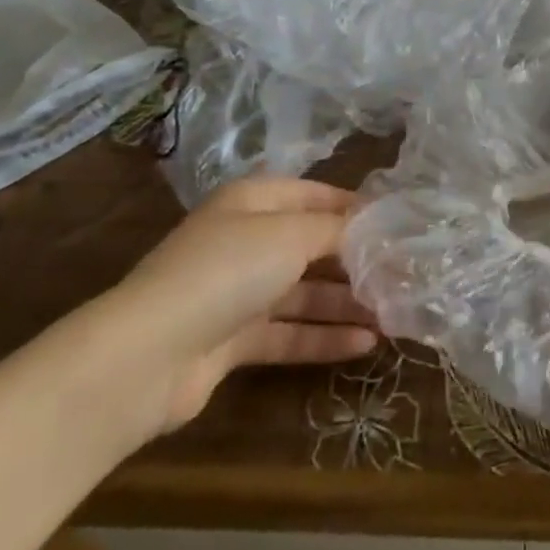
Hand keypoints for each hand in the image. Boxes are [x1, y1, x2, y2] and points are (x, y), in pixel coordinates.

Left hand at [90, 177, 379, 438]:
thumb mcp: (291, 234)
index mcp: (254, 201)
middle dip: (355, 260)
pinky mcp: (233, 340)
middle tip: (401, 274)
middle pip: (310, 245)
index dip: (353, 207)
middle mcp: (246, 239)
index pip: (313, 195)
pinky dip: (324, 336)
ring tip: (393, 314)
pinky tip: (365, 345)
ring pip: (303, 292)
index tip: (396, 223)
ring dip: (345, 302)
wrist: (148, 355)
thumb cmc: (227, 271)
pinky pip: (288, 332)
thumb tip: (372, 224)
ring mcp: (238, 292)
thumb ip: (336, 229)